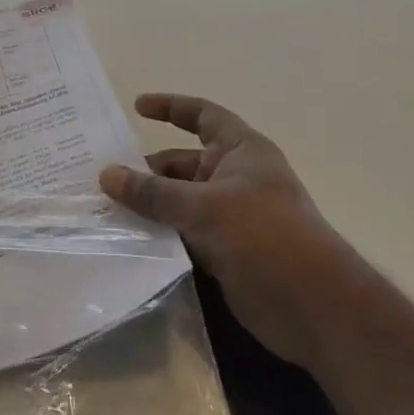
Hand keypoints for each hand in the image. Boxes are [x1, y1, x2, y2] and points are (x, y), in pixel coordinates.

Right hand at [100, 93, 368, 364]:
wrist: (314, 307)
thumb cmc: (265, 237)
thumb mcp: (204, 207)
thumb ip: (153, 192)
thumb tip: (106, 174)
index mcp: (241, 151)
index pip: (203, 115)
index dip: (171, 107)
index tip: (136, 107)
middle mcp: (234, 177)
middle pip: (182, 163)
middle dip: (145, 168)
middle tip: (99, 177)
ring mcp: (229, 216)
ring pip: (178, 201)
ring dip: (147, 204)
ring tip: (102, 208)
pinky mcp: (222, 250)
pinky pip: (181, 232)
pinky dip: (157, 232)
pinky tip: (124, 239)